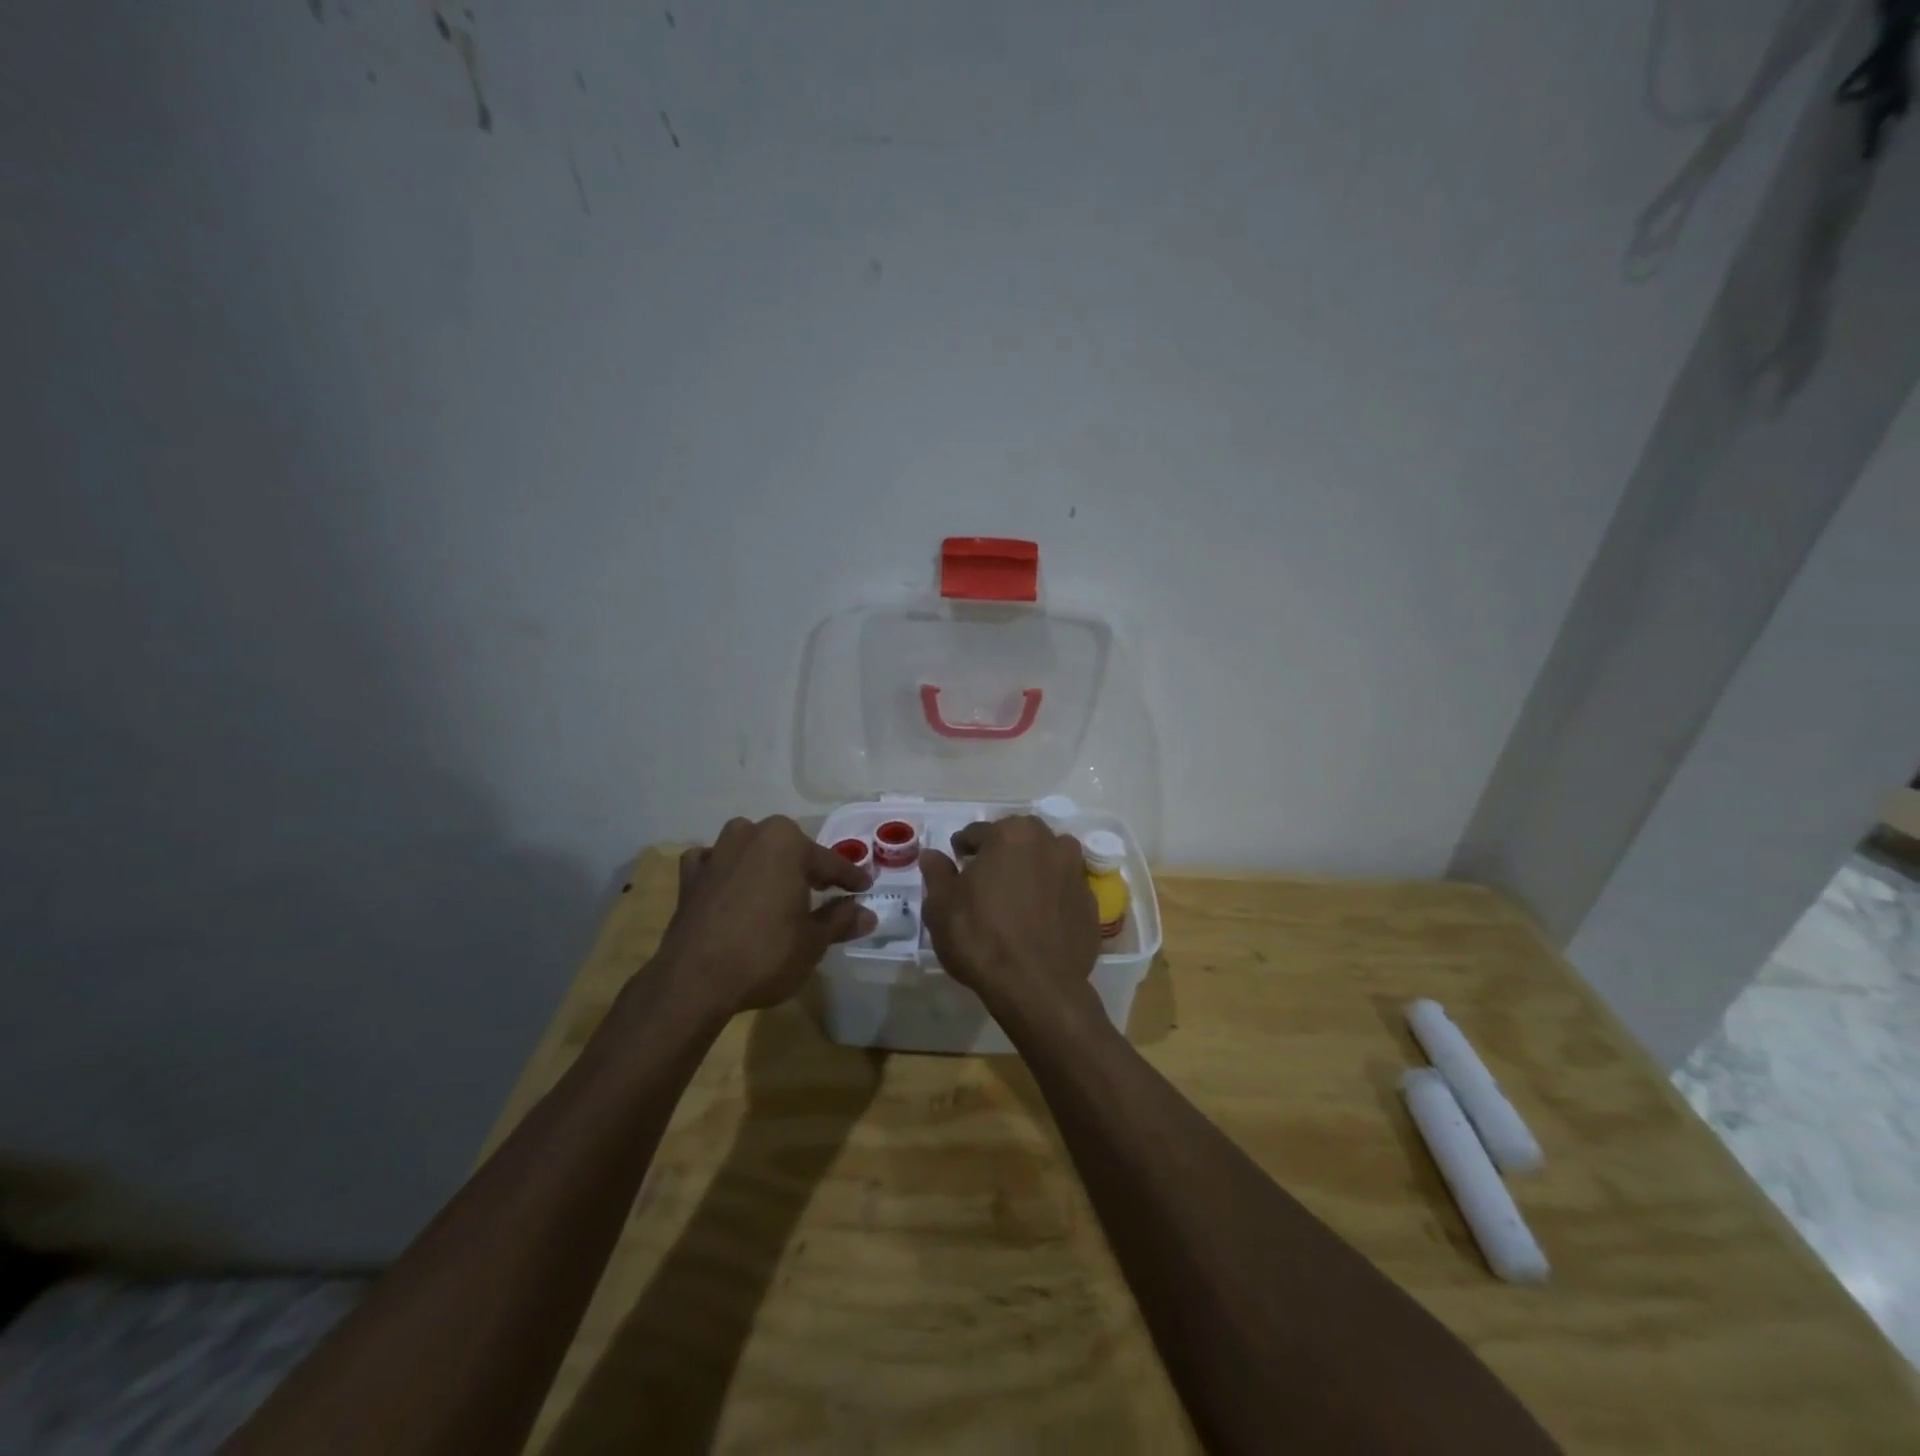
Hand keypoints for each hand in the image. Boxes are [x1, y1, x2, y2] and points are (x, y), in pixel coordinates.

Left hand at [654, 816, 875, 1015]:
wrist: (694, 980)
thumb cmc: (765, 954)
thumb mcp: (814, 941)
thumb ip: (841, 921)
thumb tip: (867, 915)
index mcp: (787, 843)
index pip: (830, 861)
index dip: (850, 878)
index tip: (864, 888)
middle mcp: (751, 835)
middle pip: (789, 848)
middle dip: (806, 866)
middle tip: (823, 889)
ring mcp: (717, 852)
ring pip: (750, 846)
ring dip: (764, 860)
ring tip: (777, 885)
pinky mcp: (690, 876)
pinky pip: (713, 862)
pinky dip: (723, 869)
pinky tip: (728, 884)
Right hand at [920, 815, 1102, 1028]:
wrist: (1036, 987)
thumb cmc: (980, 936)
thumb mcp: (941, 905)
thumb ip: (937, 873)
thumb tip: (932, 855)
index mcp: (1012, 834)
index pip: (978, 832)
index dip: (963, 849)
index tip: (956, 865)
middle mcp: (1050, 843)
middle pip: (1019, 840)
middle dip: (1002, 853)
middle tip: (985, 881)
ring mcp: (1076, 873)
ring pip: (1048, 861)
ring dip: (1033, 870)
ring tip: (1016, 897)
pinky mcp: (1091, 905)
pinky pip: (1064, 892)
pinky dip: (1052, 898)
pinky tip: (1038, 922)